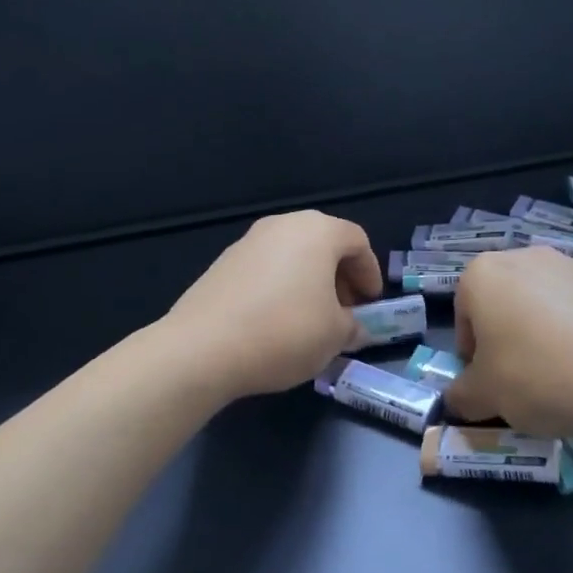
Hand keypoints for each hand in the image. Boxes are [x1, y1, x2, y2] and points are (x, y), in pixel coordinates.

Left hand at [165, 211, 382, 399]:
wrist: (202, 347)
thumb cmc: (284, 332)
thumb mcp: (335, 336)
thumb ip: (353, 326)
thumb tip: (354, 326)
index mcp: (317, 232)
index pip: (357, 241)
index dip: (370, 272)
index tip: (370, 304)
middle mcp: (282, 225)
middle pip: (323, 243)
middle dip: (339, 276)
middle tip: (344, 311)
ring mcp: (248, 241)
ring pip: (292, 255)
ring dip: (309, 282)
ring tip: (311, 319)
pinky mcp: (222, 263)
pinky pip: (265, 268)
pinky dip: (280, 286)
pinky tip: (276, 321)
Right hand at [444, 247, 572, 436]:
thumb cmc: (539, 376)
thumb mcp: (486, 396)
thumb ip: (462, 395)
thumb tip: (459, 399)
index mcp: (483, 274)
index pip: (464, 314)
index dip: (471, 352)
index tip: (487, 382)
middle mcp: (525, 257)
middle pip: (503, 303)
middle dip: (506, 338)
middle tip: (519, 379)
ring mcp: (571, 265)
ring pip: (542, 303)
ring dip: (541, 333)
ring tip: (559, 376)